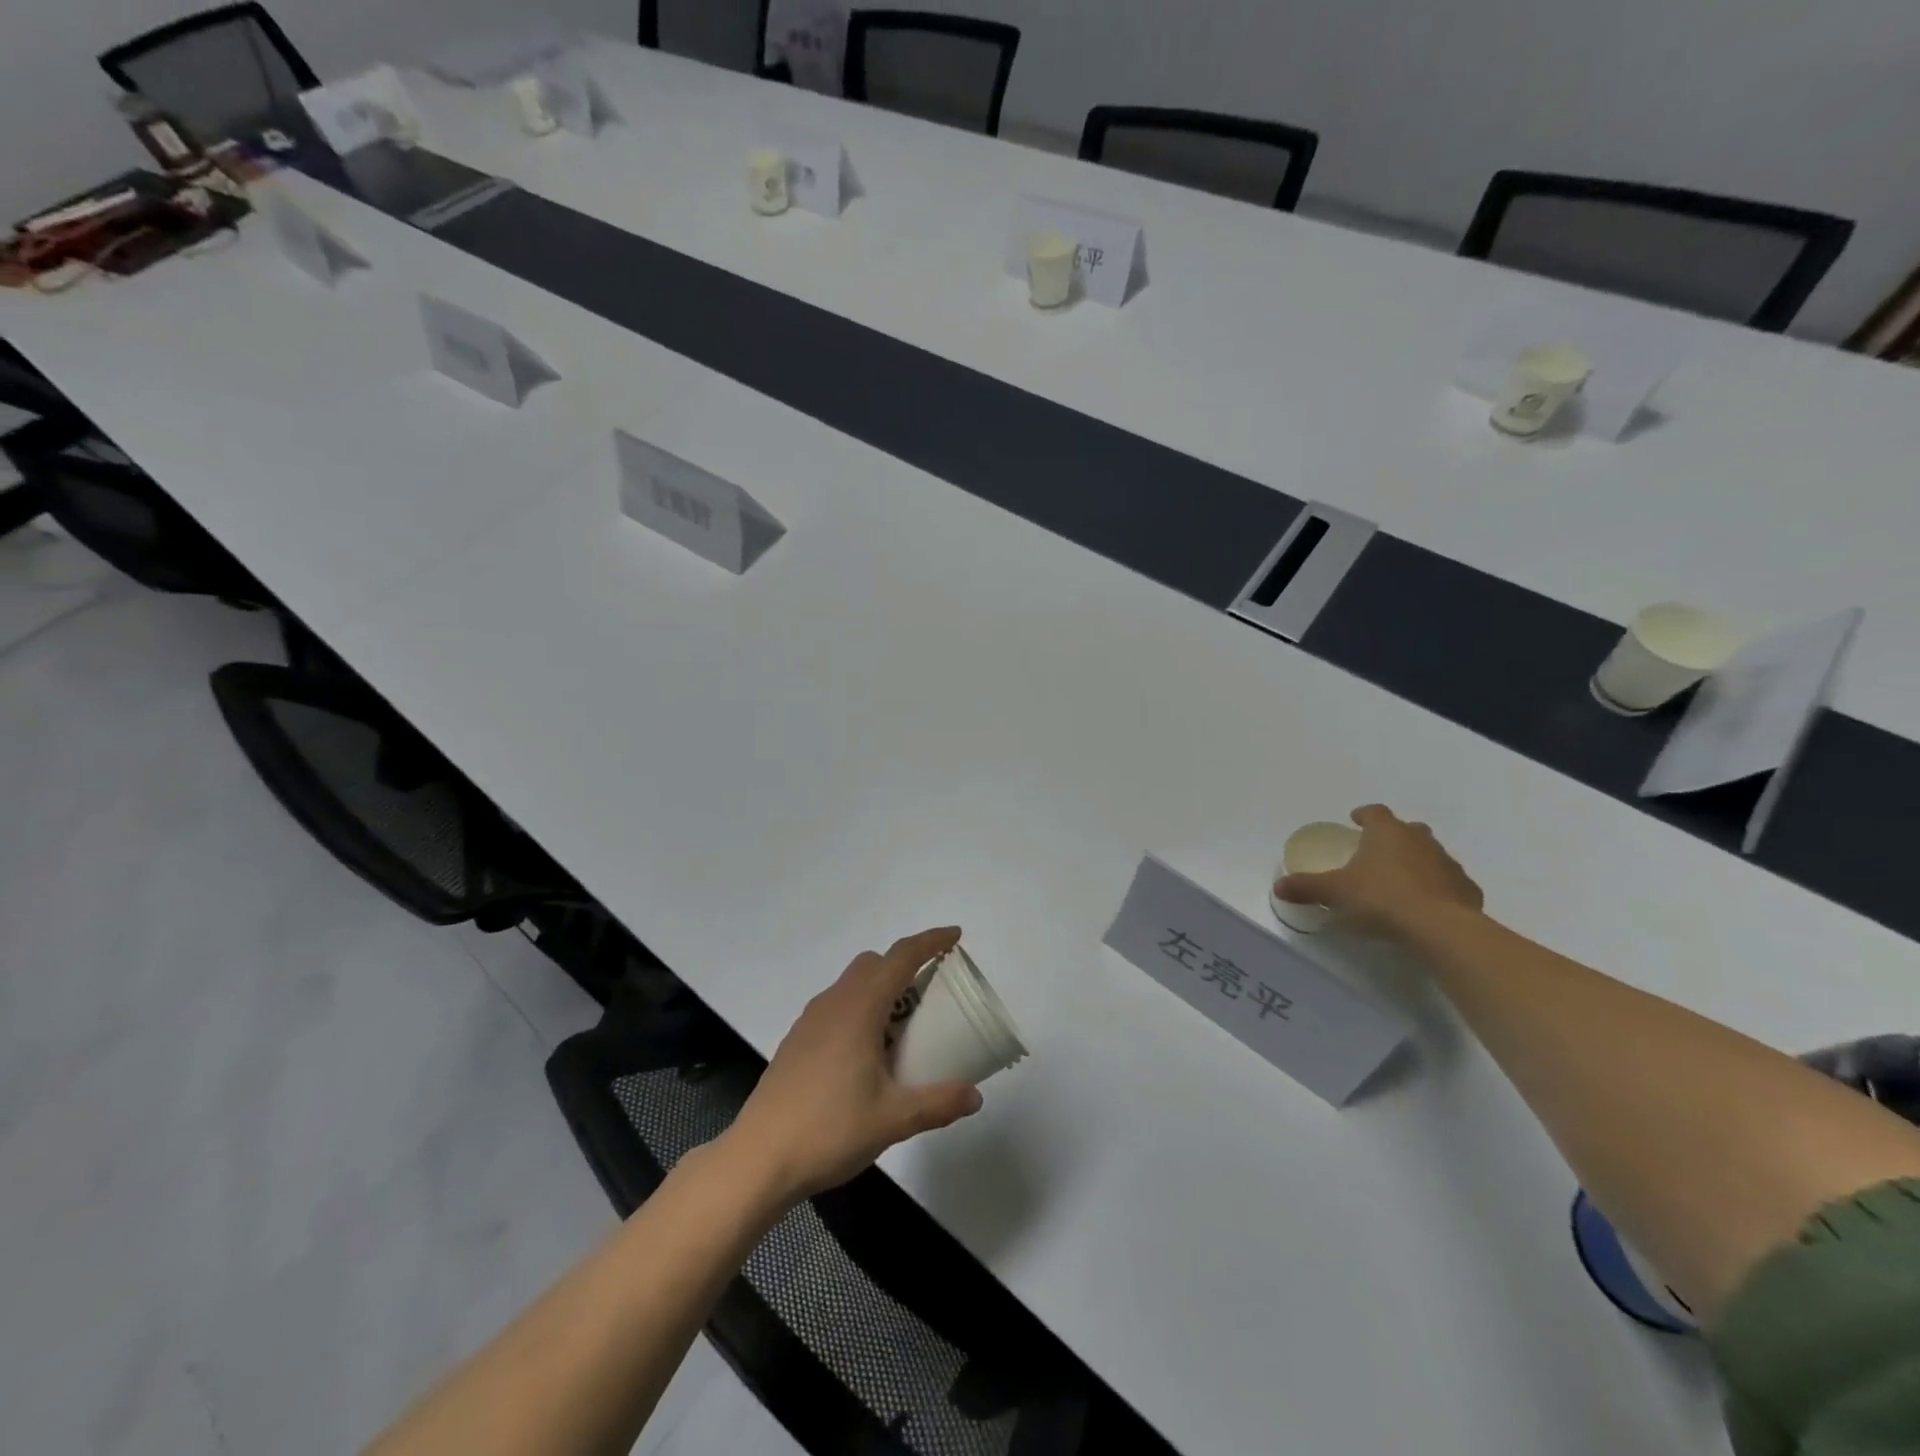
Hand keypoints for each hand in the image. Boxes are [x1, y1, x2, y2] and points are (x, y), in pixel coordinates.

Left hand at [722, 927, 983, 1206]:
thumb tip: (975, 1097)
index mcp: (859, 1009)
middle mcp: (833, 1003)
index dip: (931, 941)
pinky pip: (836, 1006)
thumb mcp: (893, 1120)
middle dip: (905, 964)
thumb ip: (938, 1104)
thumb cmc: (829, 1130)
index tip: (955, 935)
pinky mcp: (797, 1041)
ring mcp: (810, 1021)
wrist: (758, 1159)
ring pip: (852, 983)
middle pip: (874, 963)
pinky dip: (860, 1009)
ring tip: (903, 1025)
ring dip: (881, 988)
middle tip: (933, 991)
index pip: (901, 957)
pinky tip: (868, 1053)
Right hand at [1273, 804, 1482, 939]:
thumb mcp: (1335, 892)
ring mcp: (1448, 864)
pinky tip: (1426, 906)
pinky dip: (1438, 889)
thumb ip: (1306, 887)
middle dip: (1394, 837)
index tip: (1356, 821)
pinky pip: (1449, 883)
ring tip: (1401, 883)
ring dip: (1417, 862)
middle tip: (1378, 853)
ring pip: (1431, 855)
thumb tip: (1278, 886)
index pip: (1375, 812)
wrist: (1441, 929)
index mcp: (1387, 833)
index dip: (1364, 815)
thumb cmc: (1381, 898)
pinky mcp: (1467, 890)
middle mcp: (1420, 841)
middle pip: (1408, 829)